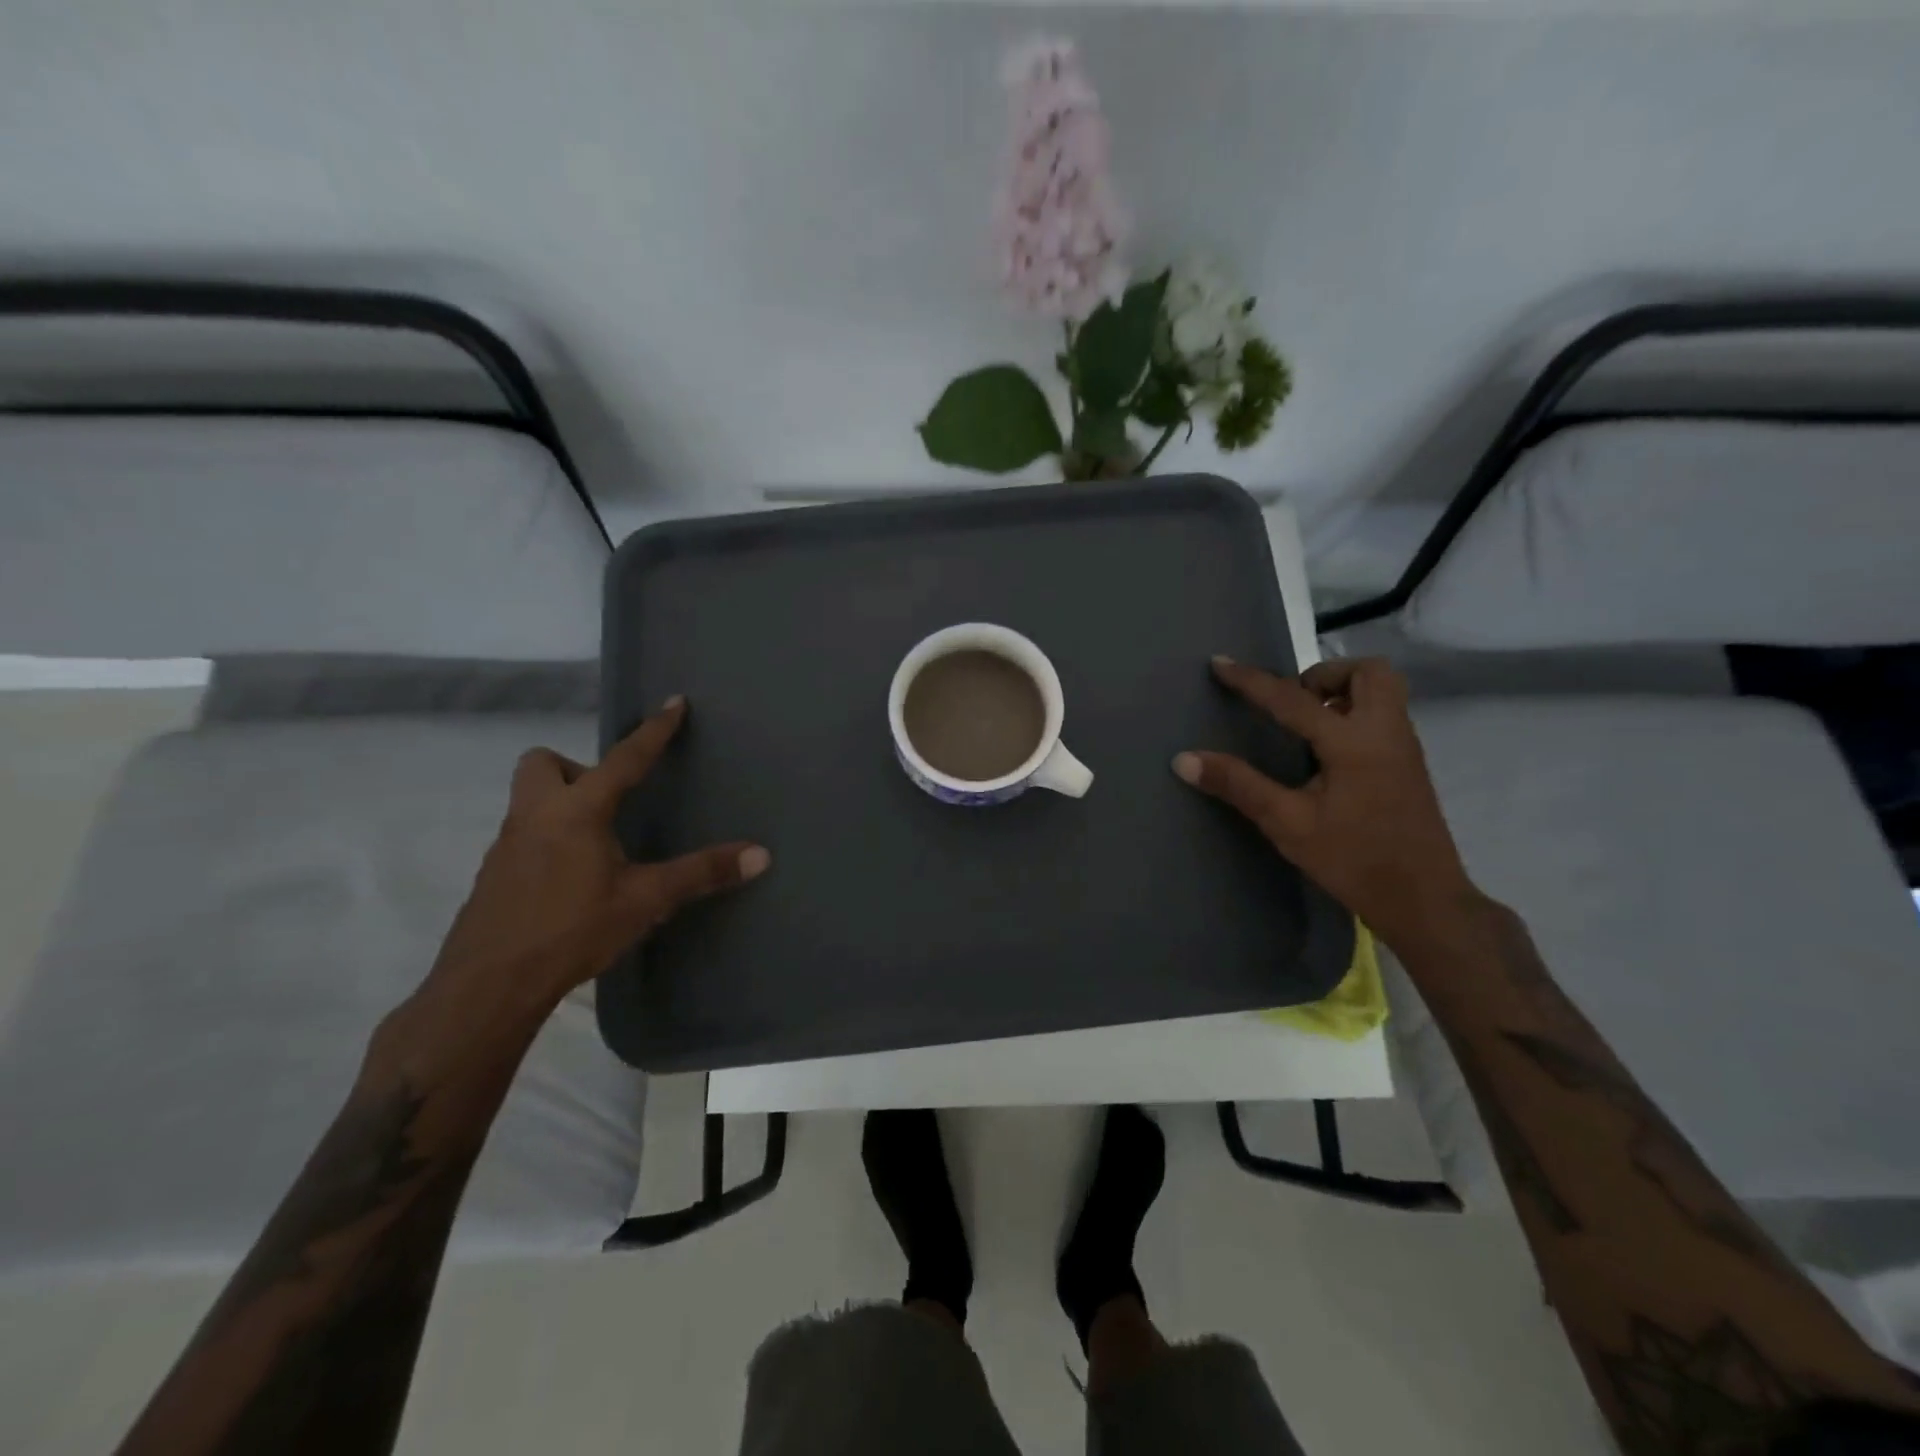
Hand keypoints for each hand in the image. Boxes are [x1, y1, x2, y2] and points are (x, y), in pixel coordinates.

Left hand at [407, 697, 768, 1055]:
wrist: (488, 985)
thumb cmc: (572, 930)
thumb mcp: (646, 900)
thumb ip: (701, 873)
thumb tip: (761, 855)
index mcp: (577, 811)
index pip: (623, 759)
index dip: (653, 731)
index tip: (673, 702)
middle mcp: (536, 816)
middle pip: (543, 763)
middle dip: (576, 769)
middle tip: (609, 802)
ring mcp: (507, 845)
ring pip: (530, 800)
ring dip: (564, 804)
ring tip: (600, 844)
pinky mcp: (494, 875)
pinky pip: (524, 835)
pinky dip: (550, 839)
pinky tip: (573, 879)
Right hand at [1173, 656, 1479, 954]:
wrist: (1423, 900)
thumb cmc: (1353, 859)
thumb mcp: (1287, 823)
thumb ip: (1238, 785)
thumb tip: (1184, 759)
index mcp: (1354, 742)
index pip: (1293, 698)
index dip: (1251, 681)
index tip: (1220, 664)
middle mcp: (1386, 732)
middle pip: (1367, 672)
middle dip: (1323, 675)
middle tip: (1291, 703)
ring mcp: (1404, 748)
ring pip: (1381, 692)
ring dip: (1341, 693)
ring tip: (1304, 726)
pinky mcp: (1408, 766)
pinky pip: (1382, 716)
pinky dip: (1352, 714)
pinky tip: (1324, 754)